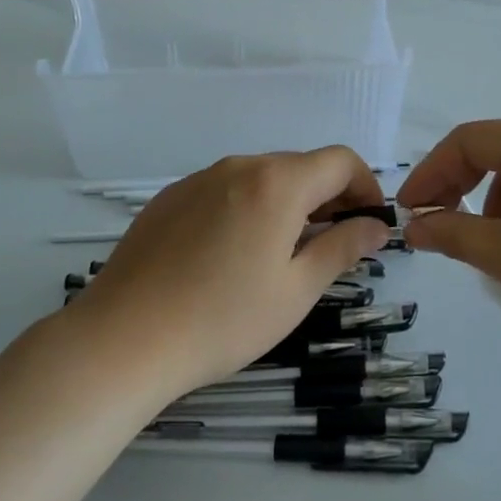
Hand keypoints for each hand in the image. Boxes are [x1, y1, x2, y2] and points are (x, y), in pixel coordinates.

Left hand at [78, 148, 390, 399]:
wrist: (123, 339)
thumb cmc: (223, 319)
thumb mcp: (296, 290)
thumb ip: (343, 248)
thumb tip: (377, 226)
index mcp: (277, 183)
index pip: (340, 161)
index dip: (366, 187)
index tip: (370, 223)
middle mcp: (239, 166)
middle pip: (300, 167)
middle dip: (329, 197)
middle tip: (334, 244)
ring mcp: (198, 179)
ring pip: (261, 178)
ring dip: (287, 203)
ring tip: (283, 253)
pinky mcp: (169, 198)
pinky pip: (224, 190)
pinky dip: (247, 208)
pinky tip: (232, 255)